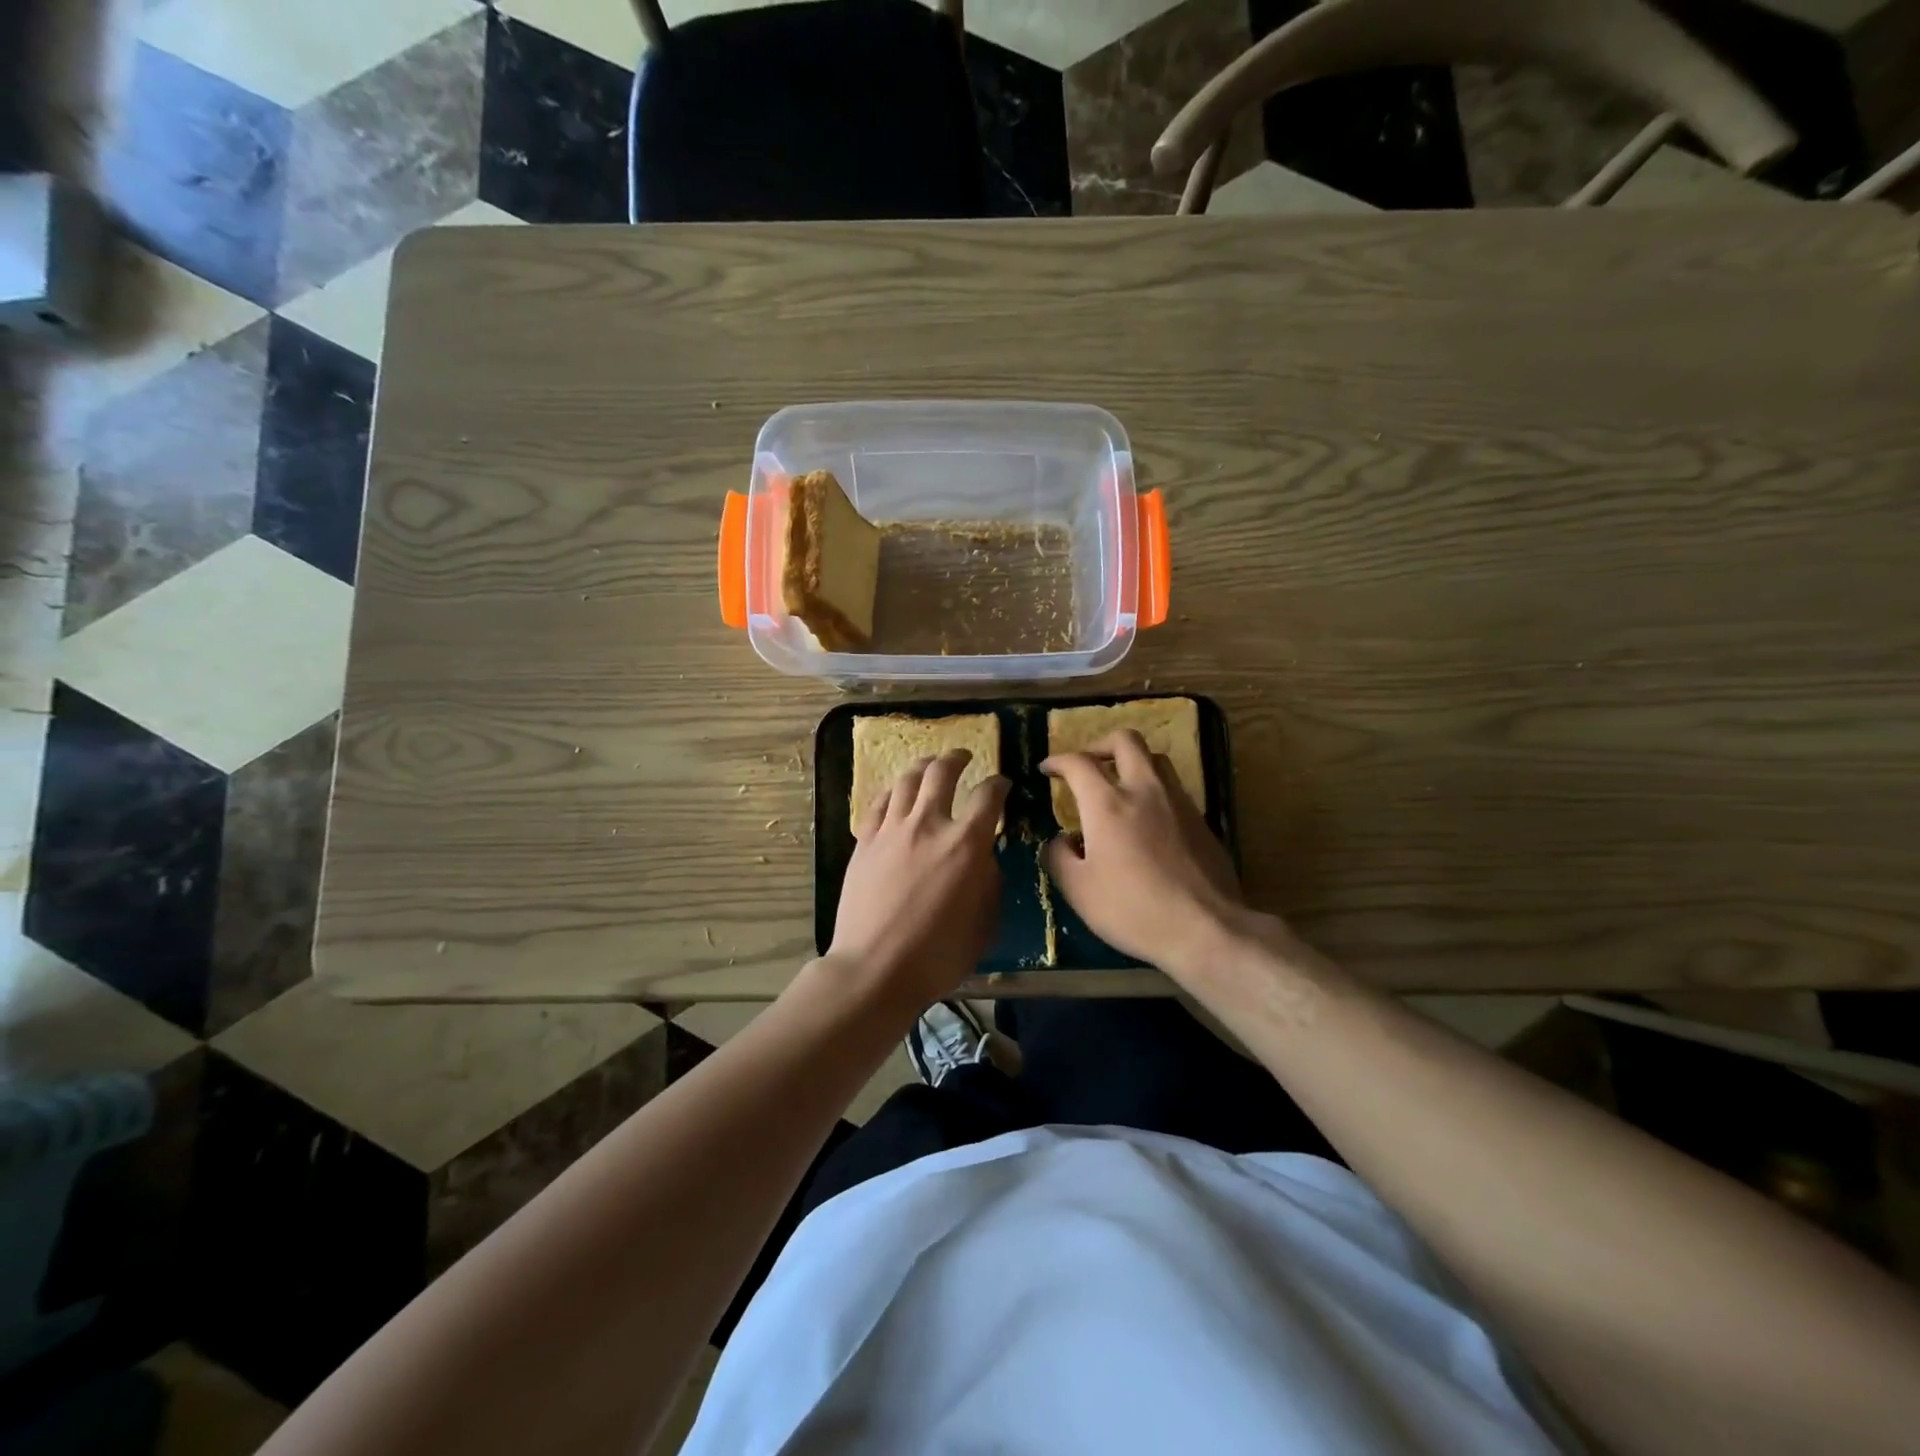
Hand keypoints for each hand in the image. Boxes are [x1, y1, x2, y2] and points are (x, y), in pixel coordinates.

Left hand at [827, 751, 1009, 1011]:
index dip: (999, 784)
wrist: (875, 968)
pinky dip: (893, 791)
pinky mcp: (864, 841)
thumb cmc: (938, 954)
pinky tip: (897, 793)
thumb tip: (984, 855)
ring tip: (929, 764)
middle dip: (957, 758)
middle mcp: (929, 824)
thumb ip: (989, 879)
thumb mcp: (984, 921)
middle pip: (943, 772)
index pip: (988, 796)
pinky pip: (880, 802)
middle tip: (963, 757)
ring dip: (923, 765)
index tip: (1002, 784)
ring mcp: (892, 830)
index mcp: (966, 844)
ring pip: (908, 779)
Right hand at [1041, 730, 1248, 976]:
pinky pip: (1173, 788)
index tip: (1048, 769)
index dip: (1058, 761)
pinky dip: (1153, 790)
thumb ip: (1059, 857)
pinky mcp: (1202, 820)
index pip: (1078, 763)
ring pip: (1155, 759)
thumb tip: (1061, 841)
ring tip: (1119, 786)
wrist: (1205, 928)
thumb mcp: (1078, 890)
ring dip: (1132, 762)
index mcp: (1107, 803)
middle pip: (1125, 740)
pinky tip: (1147, 820)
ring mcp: (1178, 802)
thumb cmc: (1132, 909)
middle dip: (1100, 744)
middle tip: (1088, 764)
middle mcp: (1144, 790)